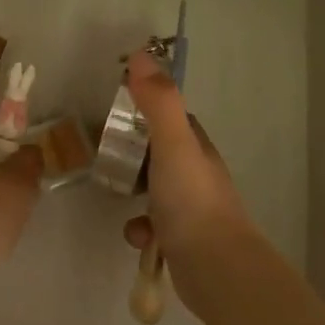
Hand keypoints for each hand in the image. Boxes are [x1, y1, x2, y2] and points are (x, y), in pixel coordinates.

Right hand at [121, 50, 255, 314]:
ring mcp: (192, 210)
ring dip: (134, 192)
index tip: (119, 107)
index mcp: (196, 148)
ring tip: (117, 193)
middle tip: (107, 153)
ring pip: (156, 191)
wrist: (217, 269)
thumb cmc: (192, 201)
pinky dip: (140, 229)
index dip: (148, 109)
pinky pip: (153, 227)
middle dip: (135, 153)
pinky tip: (138, 235)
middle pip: (161, 153)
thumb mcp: (172, 144)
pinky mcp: (182, 241)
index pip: (172, 119)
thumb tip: (141, 54)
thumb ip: (158, 101)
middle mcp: (197, 175)